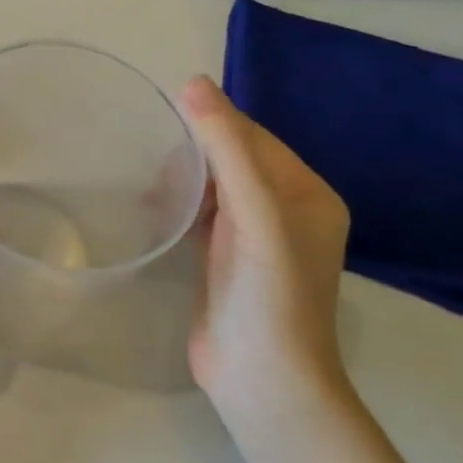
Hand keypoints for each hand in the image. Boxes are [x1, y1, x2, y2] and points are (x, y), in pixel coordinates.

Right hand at [182, 76, 350, 411]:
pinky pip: (203, 216)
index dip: (214, 124)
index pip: (256, 138)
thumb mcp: (253, 213)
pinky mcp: (226, 262)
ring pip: (216, 188)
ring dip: (184, 181)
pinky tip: (155, 213)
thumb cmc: (267, 292)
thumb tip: (193, 83)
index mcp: (309, 194)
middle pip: (235, 160)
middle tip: (157, 170)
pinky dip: (180, 207)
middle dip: (195, 155)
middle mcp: (288, 212)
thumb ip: (227, 148)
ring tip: (153, 194)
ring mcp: (256, 240)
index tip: (166, 119)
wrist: (261, 379)